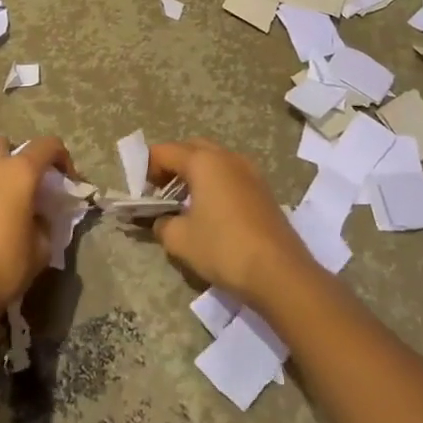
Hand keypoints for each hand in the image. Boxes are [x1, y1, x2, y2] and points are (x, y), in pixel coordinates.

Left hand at [0, 135, 72, 317]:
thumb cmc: (3, 267)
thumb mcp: (41, 249)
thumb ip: (44, 223)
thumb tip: (37, 218)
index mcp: (17, 172)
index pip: (47, 145)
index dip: (62, 158)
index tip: (67, 181)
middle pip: (5, 145)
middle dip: (17, 159)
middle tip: (26, 187)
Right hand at [147, 138, 309, 301]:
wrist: (280, 273)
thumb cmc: (223, 248)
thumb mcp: (180, 239)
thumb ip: (162, 223)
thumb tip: (161, 221)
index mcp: (204, 161)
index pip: (164, 151)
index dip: (147, 169)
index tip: (142, 195)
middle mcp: (228, 158)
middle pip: (191, 149)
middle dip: (172, 165)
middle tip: (161, 192)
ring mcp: (250, 172)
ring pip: (215, 161)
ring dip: (195, 174)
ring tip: (185, 203)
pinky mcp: (264, 191)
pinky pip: (231, 176)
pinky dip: (215, 185)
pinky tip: (211, 213)